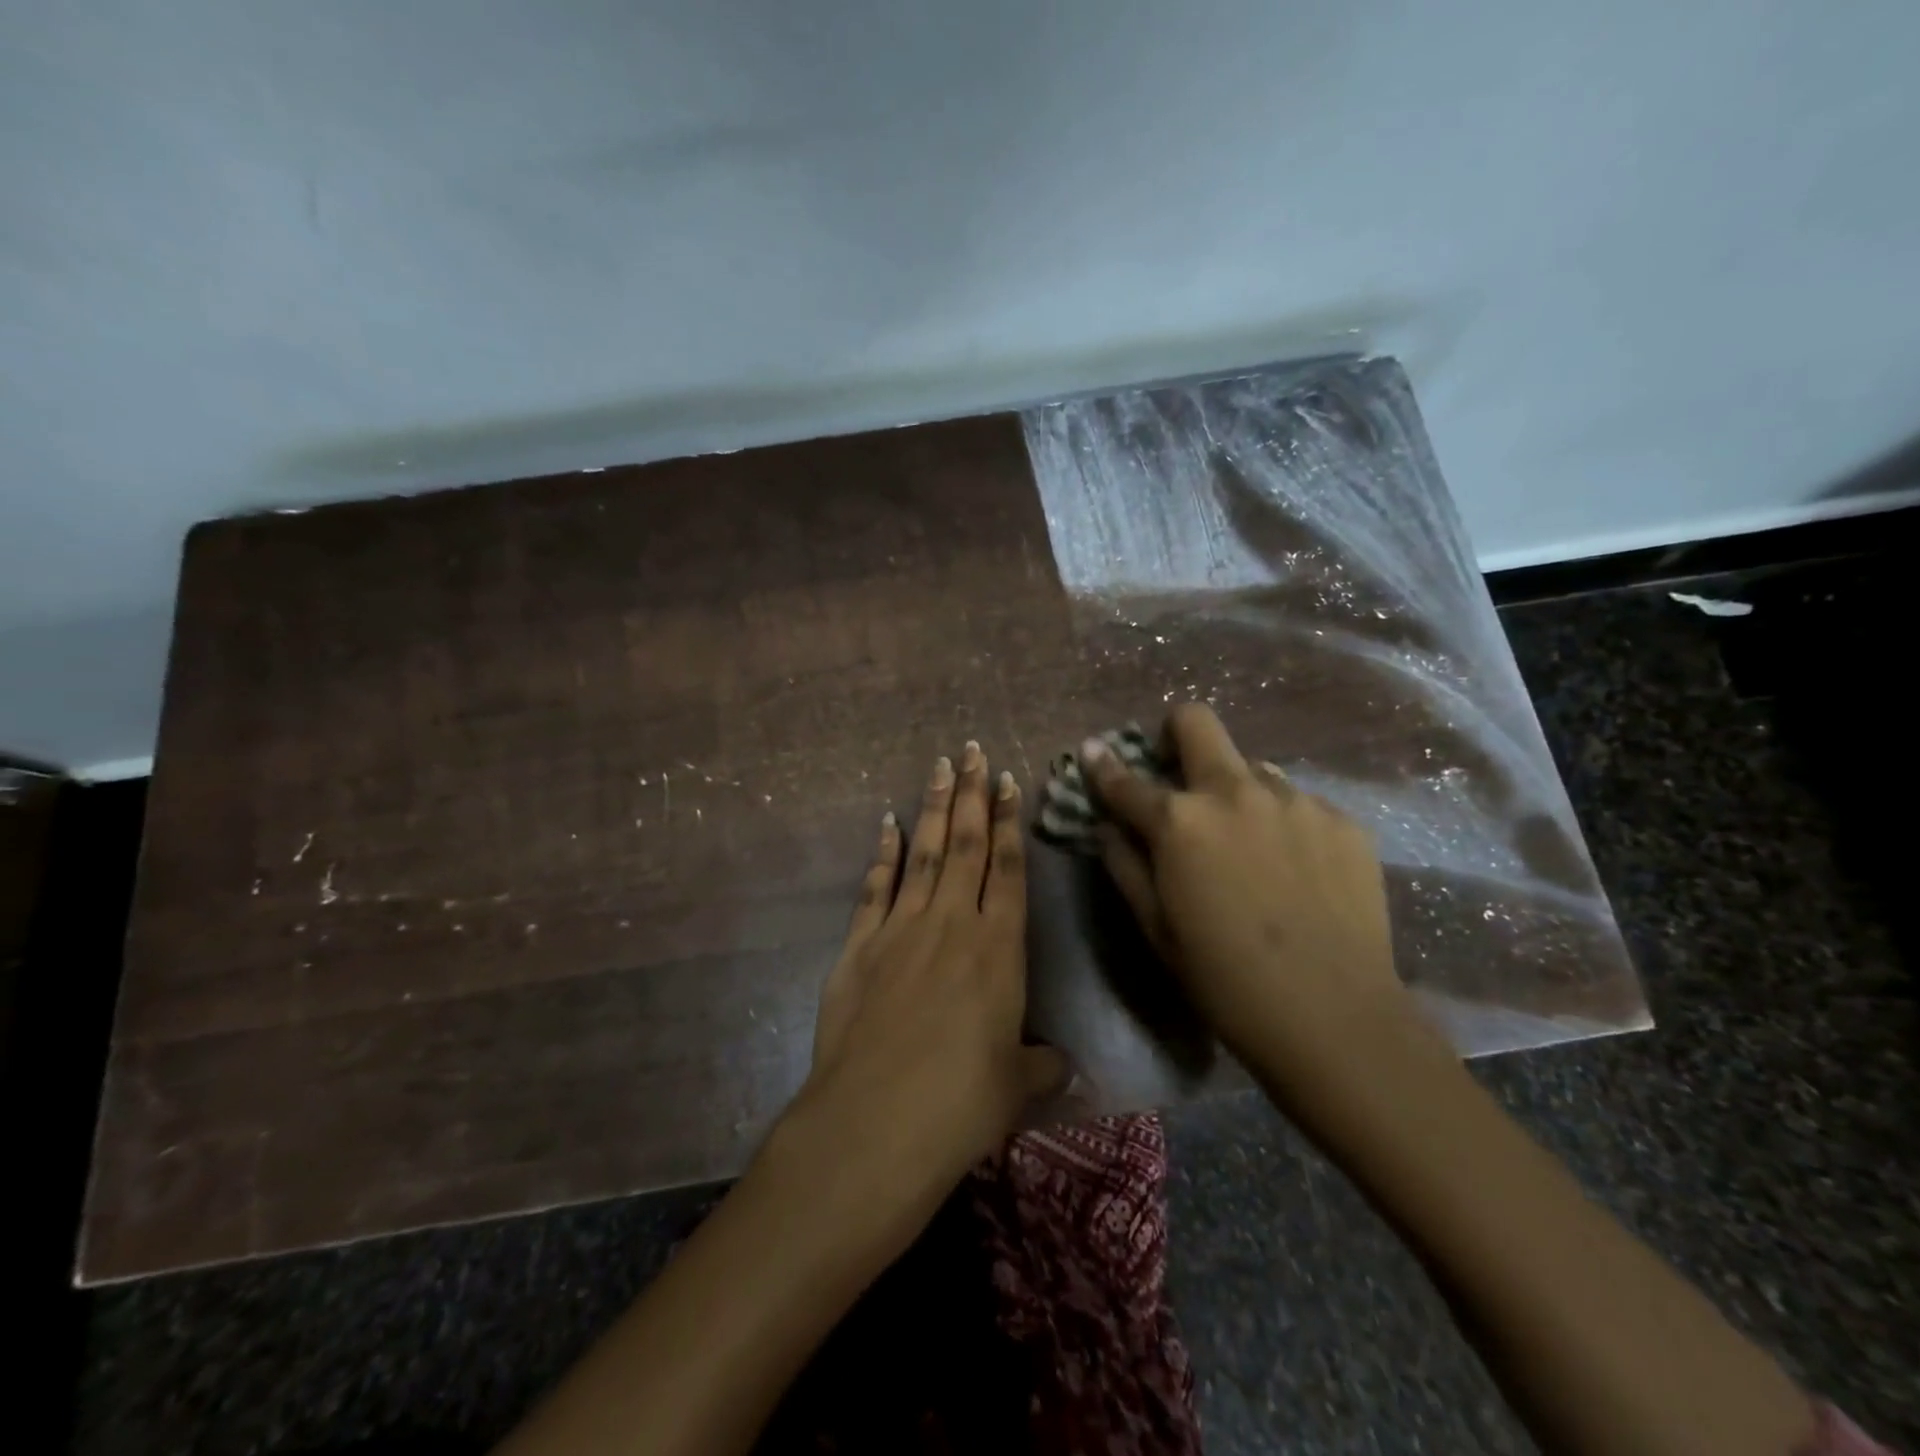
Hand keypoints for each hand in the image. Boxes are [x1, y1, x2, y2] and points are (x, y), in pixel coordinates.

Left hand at [784, 742, 1067, 1224]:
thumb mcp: (1017, 1087)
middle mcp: (951, 924)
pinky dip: (882, 853)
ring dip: (933, 808)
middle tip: (971, 750)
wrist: (875, 1122)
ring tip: (939, 767)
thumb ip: (1042, 1065)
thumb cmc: (961, 1104)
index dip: (1010, 822)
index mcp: (998, 949)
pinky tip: (887, 824)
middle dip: (971, 794)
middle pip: (966, 845)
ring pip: (924, 853)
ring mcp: (900, 929)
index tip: (1008, 780)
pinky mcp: (859, 946)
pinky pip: (875, 886)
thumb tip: (1061, 1065)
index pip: (1008, 869)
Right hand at [1081, 704, 1408, 1088]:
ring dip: (1235, 791)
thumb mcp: (1156, 928)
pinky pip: (1298, 802)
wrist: (1334, 1017)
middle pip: (1197, 723)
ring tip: (1247, 843)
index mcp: (1180, 822)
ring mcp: (1295, 800)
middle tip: (1176, 769)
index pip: (1126, 780)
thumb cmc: (1224, 980)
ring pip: (1253, 768)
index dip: (1102, 765)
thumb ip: (1125, 865)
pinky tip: (1293, 870)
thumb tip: (1107, 827)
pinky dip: (1281, 822)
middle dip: (1174, 733)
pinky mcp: (1341, 820)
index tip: (1093, 752)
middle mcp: (1235, 793)